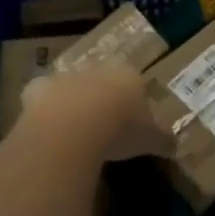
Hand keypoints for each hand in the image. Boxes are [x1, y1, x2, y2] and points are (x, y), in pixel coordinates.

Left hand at [18, 68, 173, 160]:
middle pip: (102, 83)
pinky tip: (48, 132)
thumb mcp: (151, 140)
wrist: (74, 125)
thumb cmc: (121, 128)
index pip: (136, 84)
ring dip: (72, 105)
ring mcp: (66, 76)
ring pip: (71, 88)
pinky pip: (42, 100)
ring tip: (74, 134)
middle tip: (103, 127)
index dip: (133, 103)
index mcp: (129, 76)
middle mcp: (98, 70)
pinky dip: (43, 112)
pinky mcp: (38, 88)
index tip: (132, 123)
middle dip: (102, 100)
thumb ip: (163, 140)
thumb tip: (176, 145)